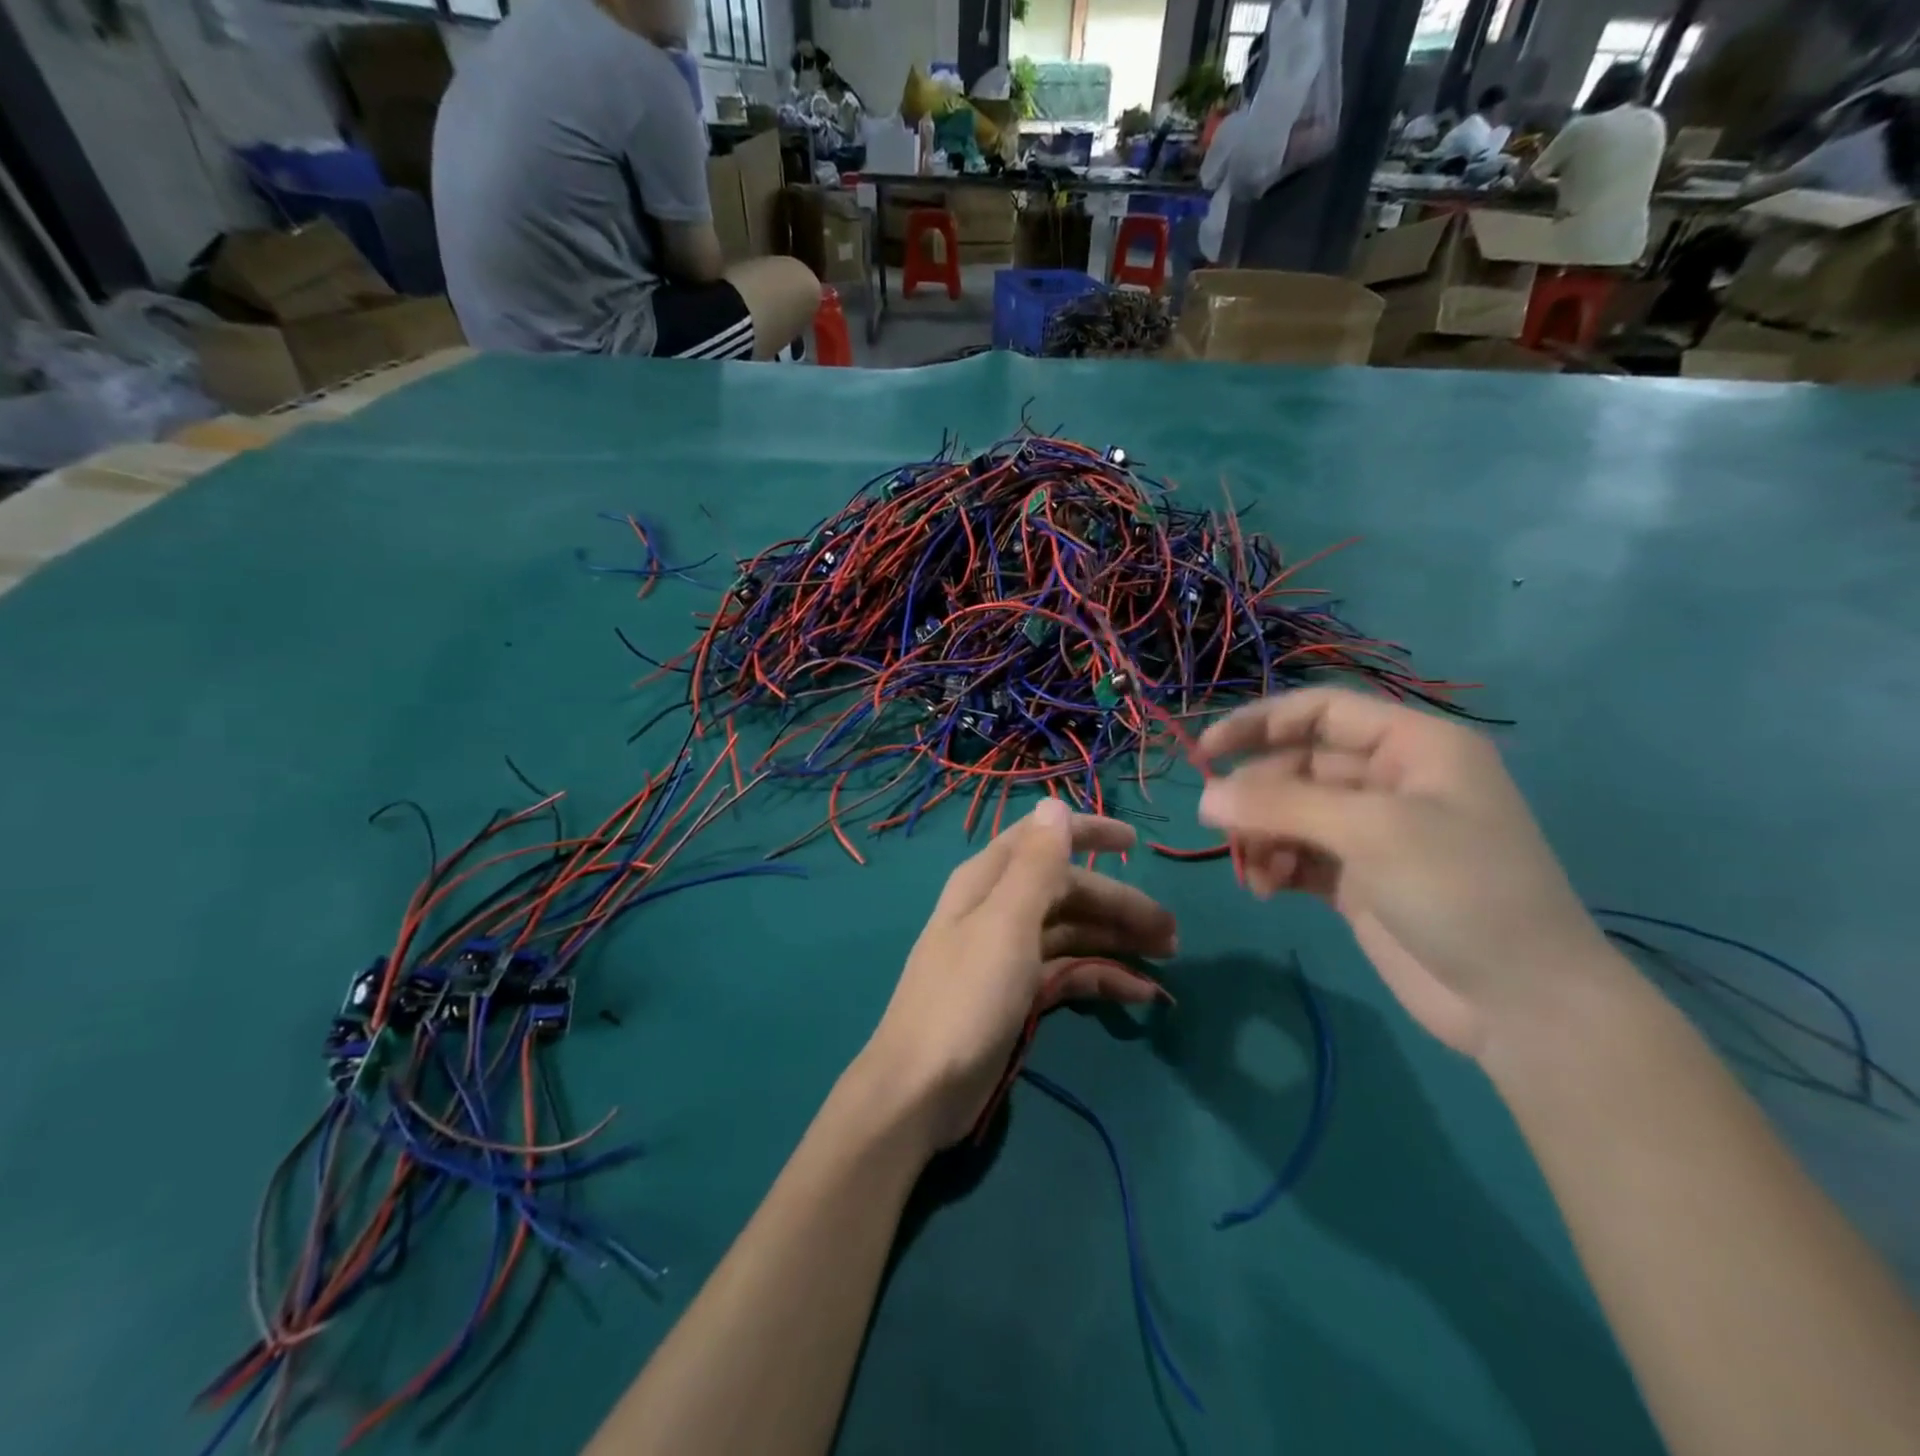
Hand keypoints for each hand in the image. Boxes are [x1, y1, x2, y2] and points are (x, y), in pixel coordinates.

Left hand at [859, 800, 1177, 1150]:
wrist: (921, 1089)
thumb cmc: (966, 997)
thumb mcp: (1006, 924)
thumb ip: (1035, 865)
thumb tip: (1054, 804)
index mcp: (988, 881)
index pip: (1042, 839)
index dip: (1086, 833)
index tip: (1135, 841)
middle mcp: (997, 909)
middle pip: (1066, 891)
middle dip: (1117, 903)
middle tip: (1171, 931)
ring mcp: (1007, 954)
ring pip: (1071, 932)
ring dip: (1116, 940)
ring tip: (1167, 958)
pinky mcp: (1017, 994)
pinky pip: (1067, 972)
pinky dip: (1100, 977)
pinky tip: (1138, 993)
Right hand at [1195, 688, 1613, 1059]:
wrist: (1523, 1004)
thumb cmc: (1460, 890)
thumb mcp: (1371, 831)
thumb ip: (1282, 805)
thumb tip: (1204, 798)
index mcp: (1413, 747)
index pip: (1321, 711)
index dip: (1260, 723)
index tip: (1206, 752)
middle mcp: (1392, 781)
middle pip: (1299, 766)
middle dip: (1258, 795)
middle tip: (1222, 827)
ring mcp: (1375, 834)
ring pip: (1291, 814)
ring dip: (1262, 835)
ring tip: (1254, 871)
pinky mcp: (1359, 880)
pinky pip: (1298, 856)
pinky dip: (1275, 865)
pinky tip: (1266, 888)